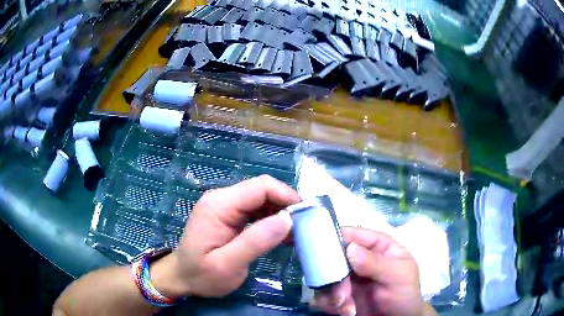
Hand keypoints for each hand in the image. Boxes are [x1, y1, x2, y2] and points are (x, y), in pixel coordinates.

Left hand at [150, 175, 299, 297]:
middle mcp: (222, 198)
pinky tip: (282, 236)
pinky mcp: (229, 215)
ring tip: (297, 234)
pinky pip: (256, 210)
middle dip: (286, 205)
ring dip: (281, 213)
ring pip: (262, 199)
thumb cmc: (201, 275)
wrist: (182, 278)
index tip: (305, 216)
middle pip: (262, 190)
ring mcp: (225, 206)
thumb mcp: (227, 265)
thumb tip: (287, 218)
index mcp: (219, 205)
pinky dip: (272, 220)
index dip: (286, 196)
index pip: (260, 187)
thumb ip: (255, 241)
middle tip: (304, 227)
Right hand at [311, 227, 435, 315]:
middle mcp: (360, 260)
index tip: (324, 251)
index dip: (338, 239)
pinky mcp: (340, 295)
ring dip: (331, 292)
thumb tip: (350, 248)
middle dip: (333, 274)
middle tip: (341, 293)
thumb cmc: (404, 294)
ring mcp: (348, 278)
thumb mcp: (397, 276)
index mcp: (378, 246)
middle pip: (335, 256)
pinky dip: (328, 303)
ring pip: (326, 277)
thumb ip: (376, 263)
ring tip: (344, 306)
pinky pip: (324, 294)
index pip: (355, 234)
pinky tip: (343, 311)